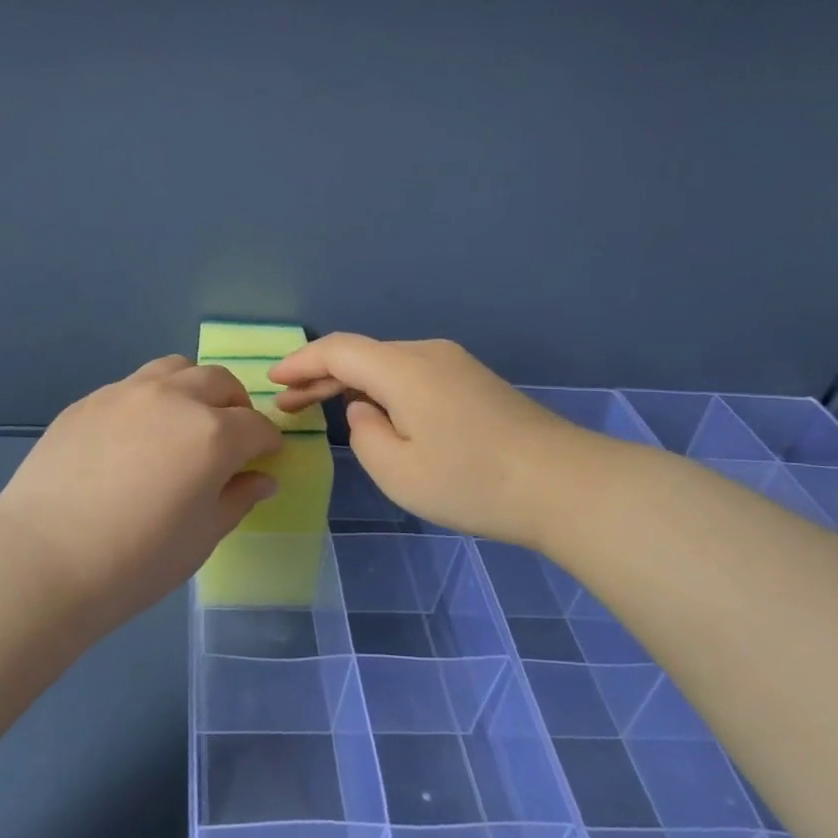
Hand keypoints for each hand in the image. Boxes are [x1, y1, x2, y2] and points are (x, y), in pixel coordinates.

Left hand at [0, 356, 282, 635]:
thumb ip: (237, 499)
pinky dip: (151, 400)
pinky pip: (132, 386)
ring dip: (193, 389)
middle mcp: (173, 398)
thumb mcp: (202, 537)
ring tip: (185, 423)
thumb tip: (262, 479)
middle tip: (230, 440)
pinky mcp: (88, 401)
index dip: (268, 444)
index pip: (257, 426)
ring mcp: (125, 393)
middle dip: (236, 407)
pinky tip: (135, 438)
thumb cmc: (136, 560)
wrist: (43, 559)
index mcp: (212, 433)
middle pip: (220, 382)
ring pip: (175, 369)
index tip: (265, 461)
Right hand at [268, 334, 584, 544]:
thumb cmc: (472, 482)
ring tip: (323, 409)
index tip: (273, 380)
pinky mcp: (474, 382)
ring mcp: (455, 365)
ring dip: (352, 384)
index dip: (301, 363)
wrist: (565, 485)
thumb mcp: (398, 471)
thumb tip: (366, 411)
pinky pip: (413, 376)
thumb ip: (364, 434)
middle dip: (321, 377)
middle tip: (288, 404)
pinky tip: (377, 414)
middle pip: (362, 355)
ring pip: (388, 365)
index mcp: (402, 369)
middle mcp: (427, 354)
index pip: (338, 351)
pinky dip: (383, 390)